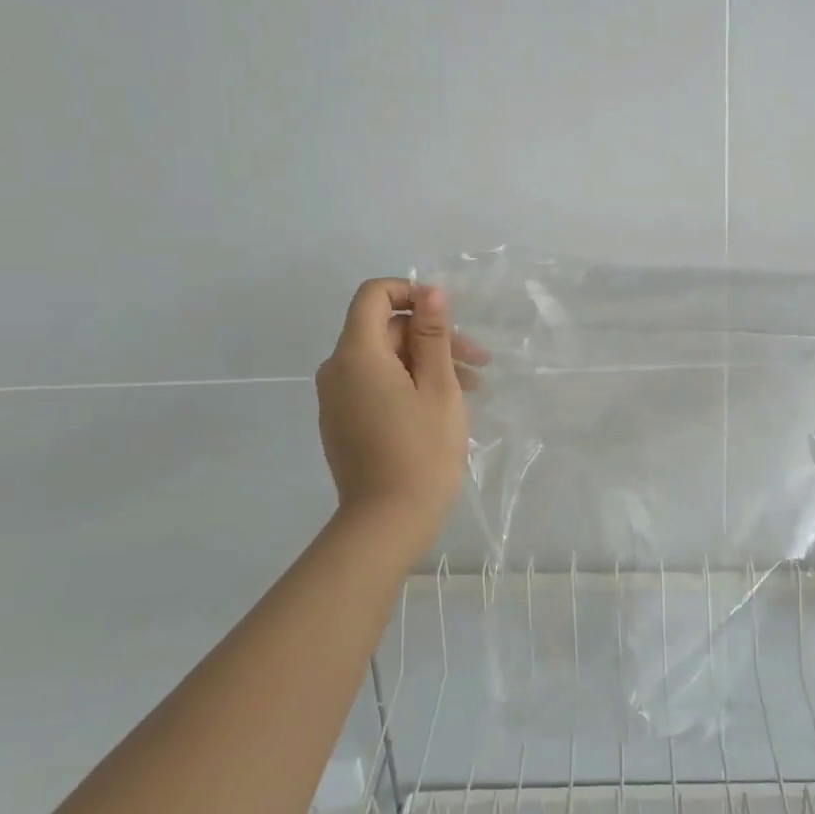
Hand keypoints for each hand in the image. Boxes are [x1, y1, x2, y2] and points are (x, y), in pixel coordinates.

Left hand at [316, 279, 489, 535]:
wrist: (387, 522)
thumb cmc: (422, 450)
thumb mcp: (438, 386)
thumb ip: (433, 334)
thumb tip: (430, 290)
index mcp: (357, 355)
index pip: (374, 295)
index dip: (411, 292)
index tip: (446, 314)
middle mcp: (336, 370)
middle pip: (384, 330)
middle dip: (431, 337)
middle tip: (478, 362)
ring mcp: (336, 398)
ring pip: (383, 360)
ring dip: (425, 363)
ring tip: (471, 388)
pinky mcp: (342, 421)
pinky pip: (374, 385)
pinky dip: (406, 384)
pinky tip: (442, 405)